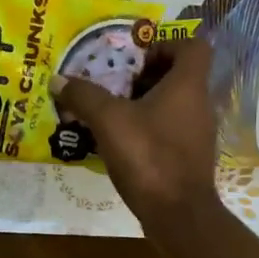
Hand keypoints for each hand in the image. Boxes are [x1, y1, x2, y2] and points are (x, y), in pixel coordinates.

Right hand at [50, 36, 219, 234]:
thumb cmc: (149, 157)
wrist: (178, 214)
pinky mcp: (190, 158)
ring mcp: (198, 134)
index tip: (135, 58)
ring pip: (173, 105)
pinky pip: (170, 131)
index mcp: (188, 85)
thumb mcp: (108, 121)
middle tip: (114, 86)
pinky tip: (121, 144)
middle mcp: (200, 105)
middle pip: (179, 76)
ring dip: (144, 105)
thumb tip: (58, 80)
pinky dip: (149, 130)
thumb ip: (84, 96)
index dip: (165, 43)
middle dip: (145, 76)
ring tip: (111, 115)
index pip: (191, 46)